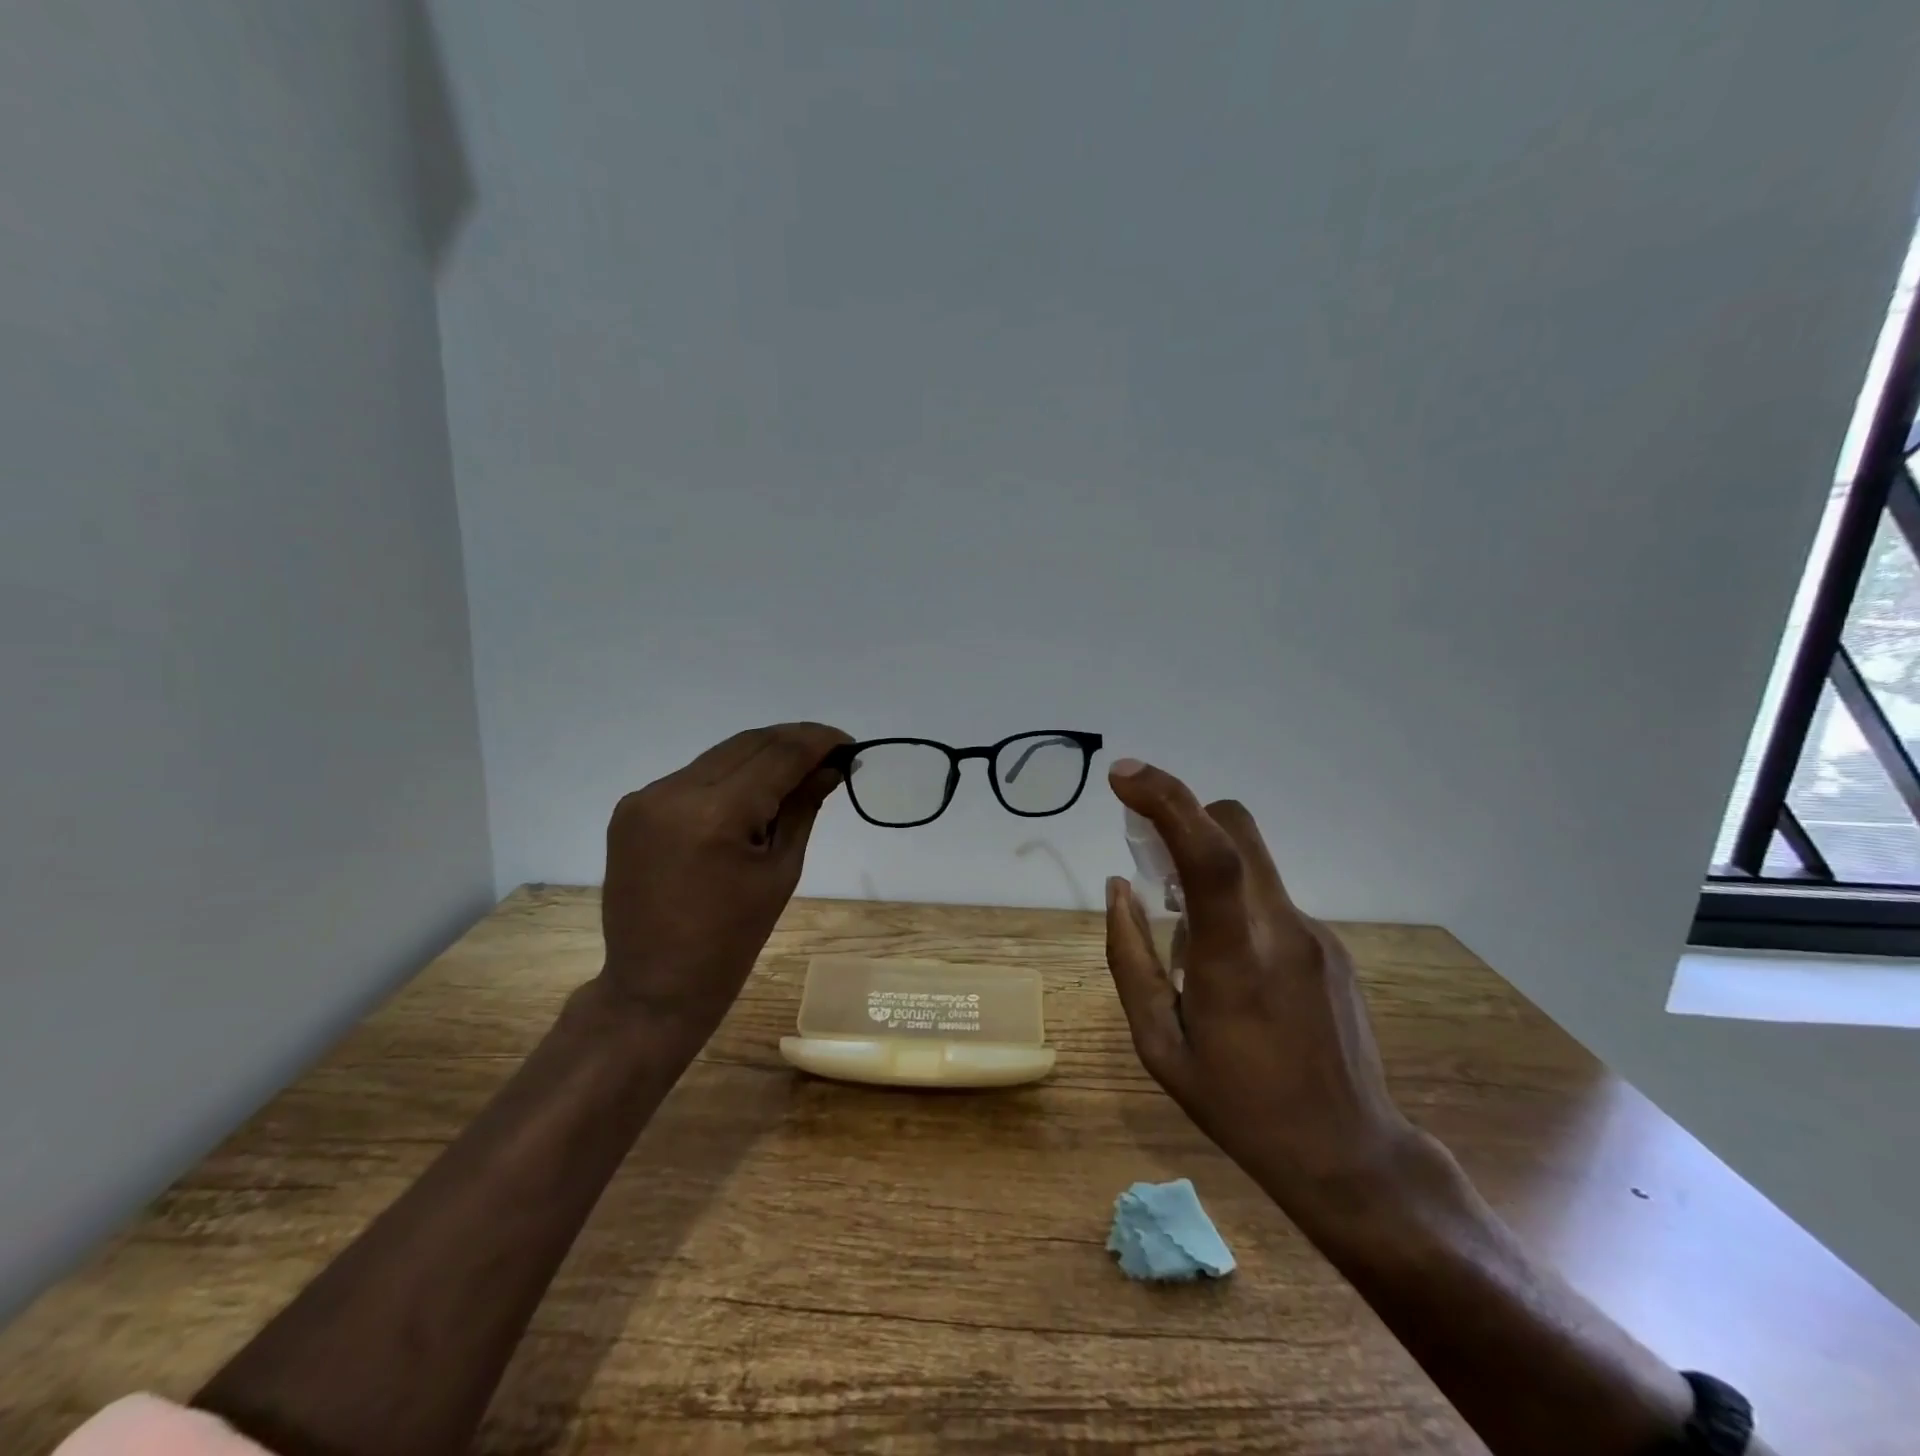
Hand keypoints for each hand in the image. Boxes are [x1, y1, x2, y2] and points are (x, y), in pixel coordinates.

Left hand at [599, 722, 850, 1052]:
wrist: (655, 986)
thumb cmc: (732, 941)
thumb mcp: (781, 871)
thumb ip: (803, 808)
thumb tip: (829, 768)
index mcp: (715, 813)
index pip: (778, 754)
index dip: (817, 741)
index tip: (848, 742)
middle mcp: (674, 792)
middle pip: (747, 744)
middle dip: (792, 742)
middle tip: (830, 753)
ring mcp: (646, 798)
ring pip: (719, 756)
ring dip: (761, 757)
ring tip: (796, 772)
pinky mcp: (632, 809)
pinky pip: (693, 777)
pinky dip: (729, 777)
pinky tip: (751, 793)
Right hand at [1103, 759, 1416, 1212]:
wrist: (1348, 1153)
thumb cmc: (1238, 1105)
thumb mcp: (1158, 1045)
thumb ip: (1129, 958)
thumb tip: (1117, 889)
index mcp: (1235, 958)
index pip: (1208, 853)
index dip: (1166, 800)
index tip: (1122, 777)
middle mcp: (1283, 930)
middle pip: (1236, 828)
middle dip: (1185, 818)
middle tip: (1149, 861)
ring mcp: (1316, 935)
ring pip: (1250, 864)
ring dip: (1205, 874)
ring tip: (1188, 946)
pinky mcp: (1332, 946)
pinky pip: (1269, 900)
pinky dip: (1234, 907)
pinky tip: (1231, 973)